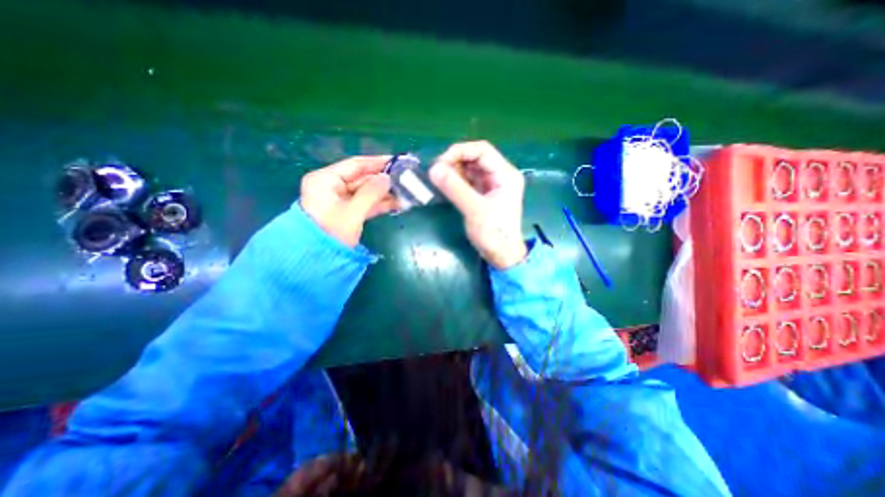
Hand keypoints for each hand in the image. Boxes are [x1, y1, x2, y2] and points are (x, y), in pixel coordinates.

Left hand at [303, 154, 399, 246]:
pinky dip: (380, 204)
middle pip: (362, 178)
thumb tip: (388, 178)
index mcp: (326, 180)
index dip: (377, 162)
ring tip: (405, 192)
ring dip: (385, 193)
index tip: (397, 161)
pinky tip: (397, 204)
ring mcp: (340, 200)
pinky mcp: (347, 212)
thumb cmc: (331, 233)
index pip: (355, 165)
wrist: (317, 261)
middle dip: (384, 180)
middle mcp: (332, 186)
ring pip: (366, 192)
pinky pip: (366, 204)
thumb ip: (371, 193)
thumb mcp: (352, 212)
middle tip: (405, 179)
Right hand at [429, 142, 524, 269]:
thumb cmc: (494, 234)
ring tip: (438, 178)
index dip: (460, 151)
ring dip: (453, 170)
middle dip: (455, 161)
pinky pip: (467, 181)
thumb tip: (434, 169)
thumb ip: (455, 189)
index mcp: (505, 174)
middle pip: (475, 157)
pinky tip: (445, 185)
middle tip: (436, 172)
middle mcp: (499, 175)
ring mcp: (491, 185)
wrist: (503, 256)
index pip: (482, 150)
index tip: (440, 163)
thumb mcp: (475, 210)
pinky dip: (455, 181)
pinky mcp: (483, 195)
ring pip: (470, 169)